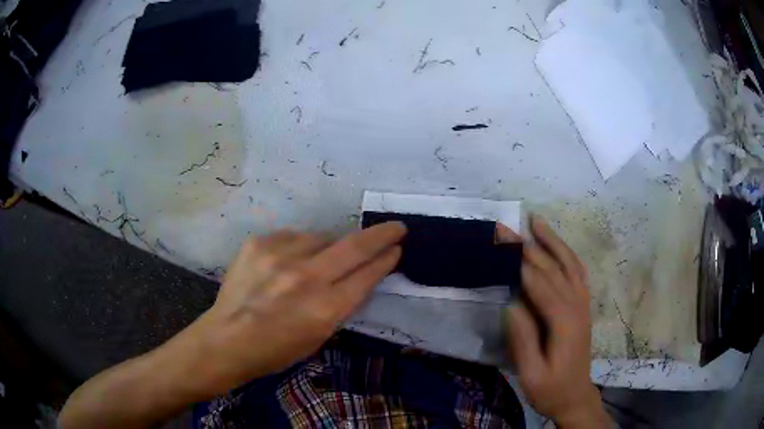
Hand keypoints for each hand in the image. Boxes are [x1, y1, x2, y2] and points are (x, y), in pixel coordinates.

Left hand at [181, 222, 405, 394]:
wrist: (227, 338)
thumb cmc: (277, 350)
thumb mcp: (319, 337)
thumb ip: (342, 305)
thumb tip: (360, 277)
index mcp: (325, 309)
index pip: (366, 275)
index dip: (386, 260)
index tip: (396, 248)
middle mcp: (306, 277)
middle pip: (354, 246)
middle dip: (381, 235)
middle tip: (396, 227)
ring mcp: (280, 255)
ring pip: (322, 237)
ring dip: (329, 247)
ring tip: (317, 262)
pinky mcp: (259, 243)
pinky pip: (293, 237)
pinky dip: (298, 247)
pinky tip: (288, 262)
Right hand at [500, 215, 610, 427]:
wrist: (575, 397)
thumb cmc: (550, 389)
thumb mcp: (531, 374)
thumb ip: (523, 339)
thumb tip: (511, 303)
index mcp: (563, 322)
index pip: (539, 283)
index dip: (519, 262)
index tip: (501, 242)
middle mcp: (577, 306)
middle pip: (553, 268)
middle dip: (529, 246)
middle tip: (506, 229)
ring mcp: (583, 304)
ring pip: (570, 264)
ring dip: (553, 241)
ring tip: (537, 221)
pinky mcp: (583, 307)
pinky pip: (578, 273)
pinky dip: (568, 255)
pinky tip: (558, 246)